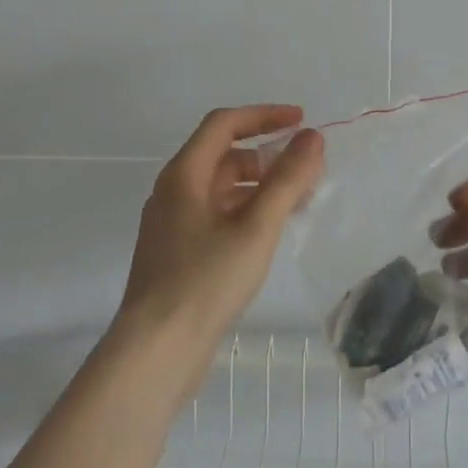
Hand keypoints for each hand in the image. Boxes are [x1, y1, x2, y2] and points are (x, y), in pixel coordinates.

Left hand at [114, 105, 324, 383]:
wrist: (155, 351)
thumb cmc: (205, 281)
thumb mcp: (256, 227)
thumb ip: (287, 179)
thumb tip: (312, 138)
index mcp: (184, 175)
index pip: (224, 123)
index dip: (264, 116)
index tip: (301, 122)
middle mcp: (173, 192)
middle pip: (223, 155)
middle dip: (267, 156)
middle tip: (306, 171)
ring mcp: (172, 224)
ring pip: (222, 188)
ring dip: (260, 186)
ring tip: (298, 202)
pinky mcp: (178, 253)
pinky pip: (217, 215)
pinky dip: (246, 211)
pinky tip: (270, 233)